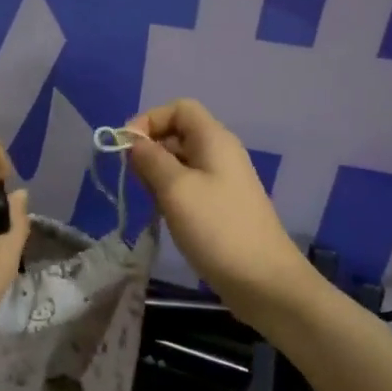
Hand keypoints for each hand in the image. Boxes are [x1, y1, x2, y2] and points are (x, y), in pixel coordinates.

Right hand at [124, 99, 312, 314]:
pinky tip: (166, 217)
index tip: (127, 148)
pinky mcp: (222, 206)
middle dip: (151, 150)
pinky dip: (172, 194)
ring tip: (151, 202)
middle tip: (136, 180)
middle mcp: (220, 153)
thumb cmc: (217, 228)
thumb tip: (133, 142)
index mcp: (214, 139)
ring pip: (181, 162)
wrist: (264, 282)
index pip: (178, 109)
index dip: (149, 121)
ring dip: (158, 176)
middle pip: (178, 134)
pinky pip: (190, 186)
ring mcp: (223, 181)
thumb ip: (150, 159)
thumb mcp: (175, 189)